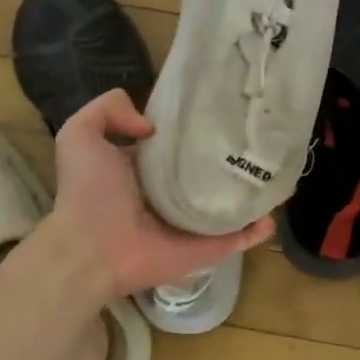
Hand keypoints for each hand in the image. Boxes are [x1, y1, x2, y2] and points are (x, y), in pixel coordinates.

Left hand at [38, 89, 272, 298]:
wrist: (92, 250)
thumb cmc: (89, 192)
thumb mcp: (81, 135)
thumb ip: (108, 109)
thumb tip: (153, 125)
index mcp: (148, 169)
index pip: (181, 144)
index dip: (199, 127)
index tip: (225, 109)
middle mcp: (174, 194)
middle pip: (212, 172)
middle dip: (234, 157)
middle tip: (260, 136)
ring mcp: (195, 223)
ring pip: (232, 203)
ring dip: (254, 190)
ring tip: (278, 170)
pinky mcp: (209, 248)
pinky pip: (241, 236)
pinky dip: (260, 227)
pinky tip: (273, 211)